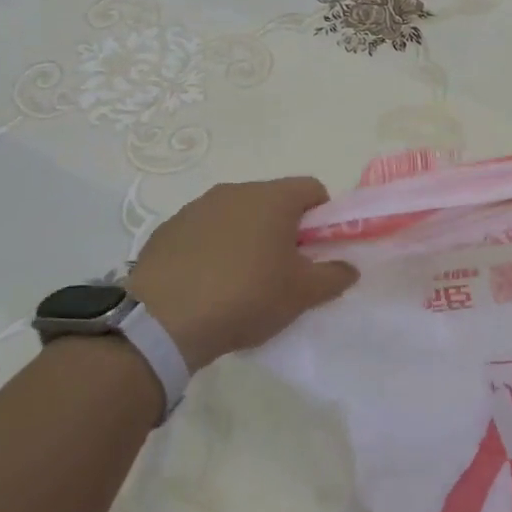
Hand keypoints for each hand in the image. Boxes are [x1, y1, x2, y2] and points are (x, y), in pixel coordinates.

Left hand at [128, 178, 359, 371]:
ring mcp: (196, 207)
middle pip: (273, 201)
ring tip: (241, 280)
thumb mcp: (302, 294)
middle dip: (284, 229)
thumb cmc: (245, 297)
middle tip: (283, 270)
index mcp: (273, 198)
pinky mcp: (167, 229)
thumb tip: (349, 267)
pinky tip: (207, 284)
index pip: (313, 189)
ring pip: (237, 215)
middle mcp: (235, 191)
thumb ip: (334, 276)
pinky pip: (203, 231)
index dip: (323, 218)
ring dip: (247, 237)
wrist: (162, 322)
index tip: (316, 250)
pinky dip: (213, 248)